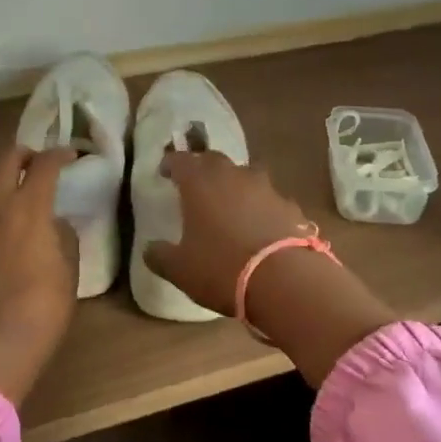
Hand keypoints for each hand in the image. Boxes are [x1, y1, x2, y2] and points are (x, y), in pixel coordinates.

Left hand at [0, 144, 78, 405]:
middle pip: (4, 159)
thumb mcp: (68, 270)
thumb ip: (61, 237)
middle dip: (21, 156)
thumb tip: (52, 223)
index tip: (67, 157)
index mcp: (29, 208)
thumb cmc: (43, 307)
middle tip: (30, 168)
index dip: (58, 155)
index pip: (45, 165)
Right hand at [143, 150, 397, 386]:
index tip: (164, 172)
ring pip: (245, 175)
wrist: (285, 281)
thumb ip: (160, 255)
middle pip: (214, 160)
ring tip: (228, 203)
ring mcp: (265, 188)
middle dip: (202, 168)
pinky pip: (269, 199)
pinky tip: (259, 226)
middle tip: (195, 183)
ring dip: (234, 185)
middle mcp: (232, 175)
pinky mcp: (290, 206)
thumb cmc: (221, 268)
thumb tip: (150, 249)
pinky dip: (260, 206)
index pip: (180, 160)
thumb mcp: (180, 269)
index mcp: (199, 182)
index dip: (170, 163)